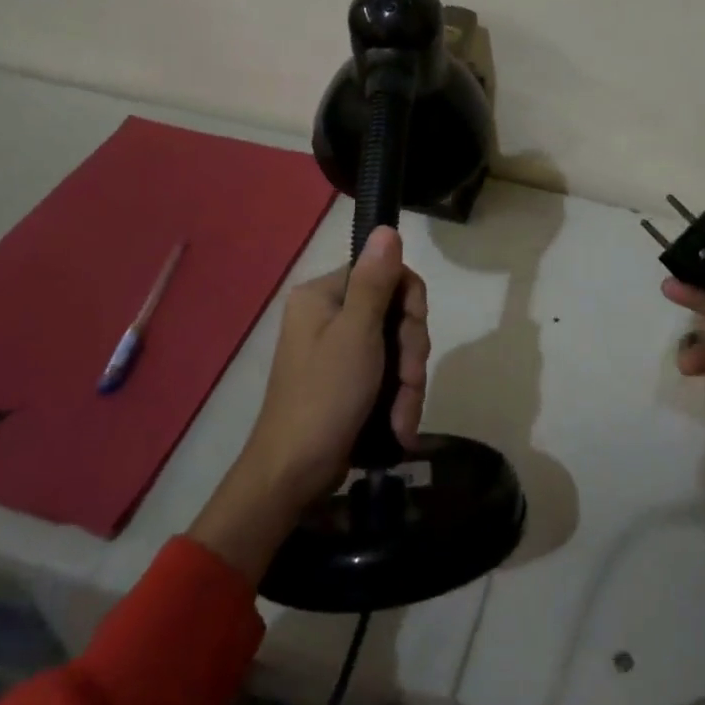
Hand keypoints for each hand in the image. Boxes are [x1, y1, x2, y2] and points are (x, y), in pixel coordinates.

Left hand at [189, 227, 429, 579]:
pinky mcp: (346, 380)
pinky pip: (386, 373)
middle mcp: (328, 314)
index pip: (386, 274)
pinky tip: (399, 426)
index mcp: (323, 294)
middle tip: (409, 385)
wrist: (292, 476)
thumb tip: (386, 228)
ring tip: (402, 419)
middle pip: (395, 313)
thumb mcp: (356, 335)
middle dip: (410, 354)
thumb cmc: (324, 398)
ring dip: (408, 384)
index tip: (412, 340)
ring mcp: (338, 349)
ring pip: (396, 348)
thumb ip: (375, 281)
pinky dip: (397, 399)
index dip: (410, 306)